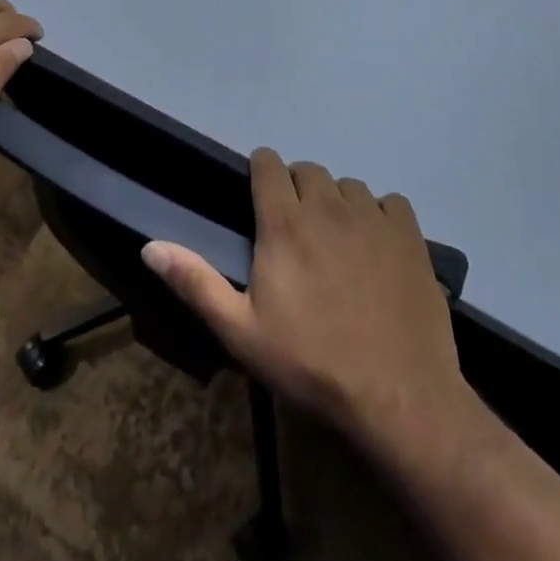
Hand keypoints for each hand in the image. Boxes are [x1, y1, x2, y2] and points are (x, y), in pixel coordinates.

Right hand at [142, 149, 467, 458]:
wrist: (399, 398)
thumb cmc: (312, 364)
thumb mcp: (241, 331)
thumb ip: (195, 282)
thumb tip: (149, 246)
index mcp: (284, 221)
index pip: (268, 163)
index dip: (261, 173)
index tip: (260, 200)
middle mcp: (327, 205)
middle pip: (307, 170)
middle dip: (297, 189)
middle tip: (296, 231)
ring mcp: (372, 217)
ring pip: (348, 185)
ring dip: (337, 203)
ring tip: (337, 242)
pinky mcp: (410, 236)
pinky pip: (390, 203)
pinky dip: (380, 216)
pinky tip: (377, 248)